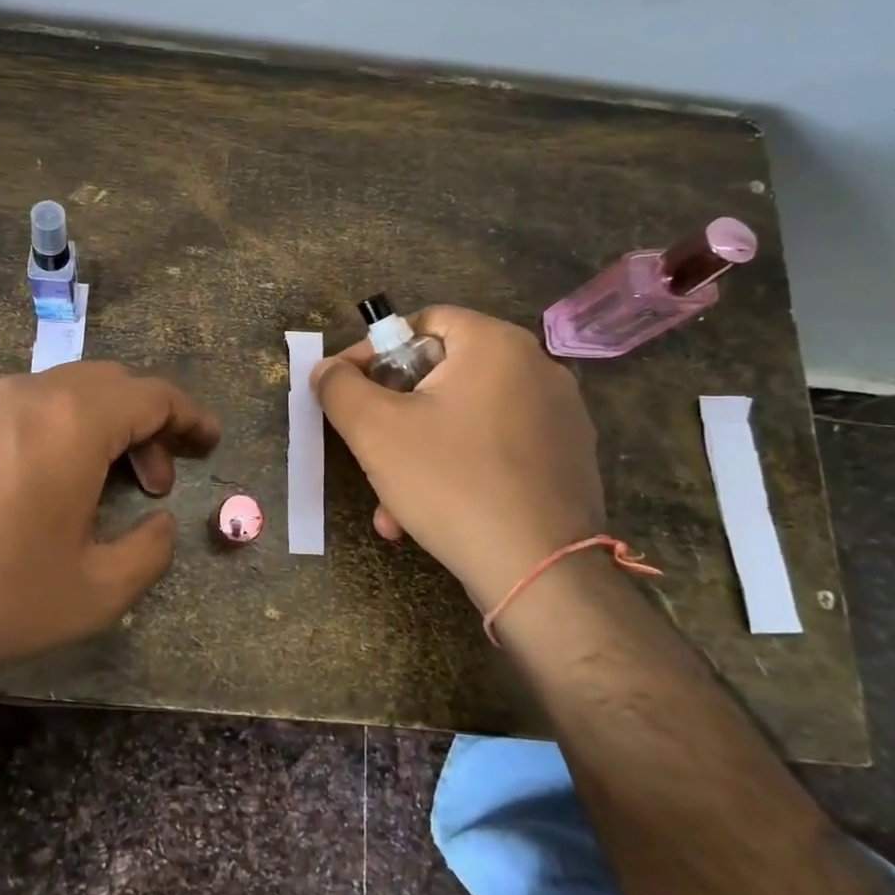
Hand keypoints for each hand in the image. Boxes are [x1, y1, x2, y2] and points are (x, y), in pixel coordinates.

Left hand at [0, 362, 220, 677]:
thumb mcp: (93, 593)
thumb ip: (149, 552)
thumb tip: (160, 525)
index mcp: (73, 423)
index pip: (152, 394)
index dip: (190, 415)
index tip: (209, 441)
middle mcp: (26, 396)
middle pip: (108, 384)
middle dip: (144, 423)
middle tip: (152, 479)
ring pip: (56, 394)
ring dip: (92, 428)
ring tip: (90, 486)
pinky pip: (9, 412)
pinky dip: (43, 434)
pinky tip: (26, 488)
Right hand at [312, 307, 605, 612]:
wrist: (539, 572)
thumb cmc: (450, 482)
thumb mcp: (374, 430)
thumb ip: (339, 387)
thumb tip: (327, 370)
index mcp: (496, 345)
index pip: (423, 322)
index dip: (373, 351)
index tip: (345, 389)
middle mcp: (537, 368)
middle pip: (441, 374)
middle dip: (392, 416)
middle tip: (366, 449)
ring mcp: (560, 416)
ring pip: (463, 419)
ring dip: (417, 453)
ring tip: (391, 504)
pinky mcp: (567, 459)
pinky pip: (494, 449)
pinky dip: (456, 470)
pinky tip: (429, 516)